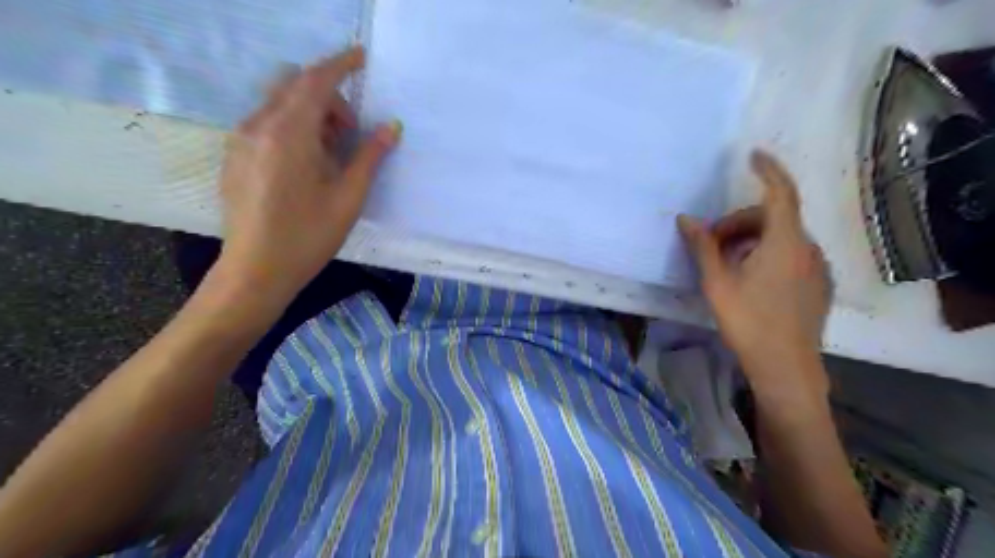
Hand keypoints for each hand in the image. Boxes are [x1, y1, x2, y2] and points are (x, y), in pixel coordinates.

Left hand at [216, 46, 401, 309]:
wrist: (256, 270)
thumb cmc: (308, 235)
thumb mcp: (348, 197)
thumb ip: (370, 157)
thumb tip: (391, 127)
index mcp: (289, 133)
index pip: (316, 81)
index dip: (341, 64)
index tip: (362, 57)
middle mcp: (258, 126)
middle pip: (295, 86)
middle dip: (328, 98)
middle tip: (351, 135)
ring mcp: (241, 139)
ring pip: (279, 103)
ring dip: (310, 113)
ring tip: (330, 155)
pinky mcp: (234, 155)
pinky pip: (266, 122)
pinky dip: (292, 127)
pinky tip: (305, 165)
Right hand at [677, 150, 833, 397]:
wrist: (785, 366)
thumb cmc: (748, 322)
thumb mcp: (717, 283)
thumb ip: (702, 247)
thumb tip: (686, 219)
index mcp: (784, 243)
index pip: (780, 193)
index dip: (768, 170)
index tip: (753, 155)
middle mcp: (806, 249)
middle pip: (773, 218)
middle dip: (739, 222)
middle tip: (711, 244)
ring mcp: (816, 268)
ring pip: (781, 238)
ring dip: (751, 240)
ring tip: (726, 264)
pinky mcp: (818, 285)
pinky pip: (791, 255)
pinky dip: (767, 253)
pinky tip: (750, 278)